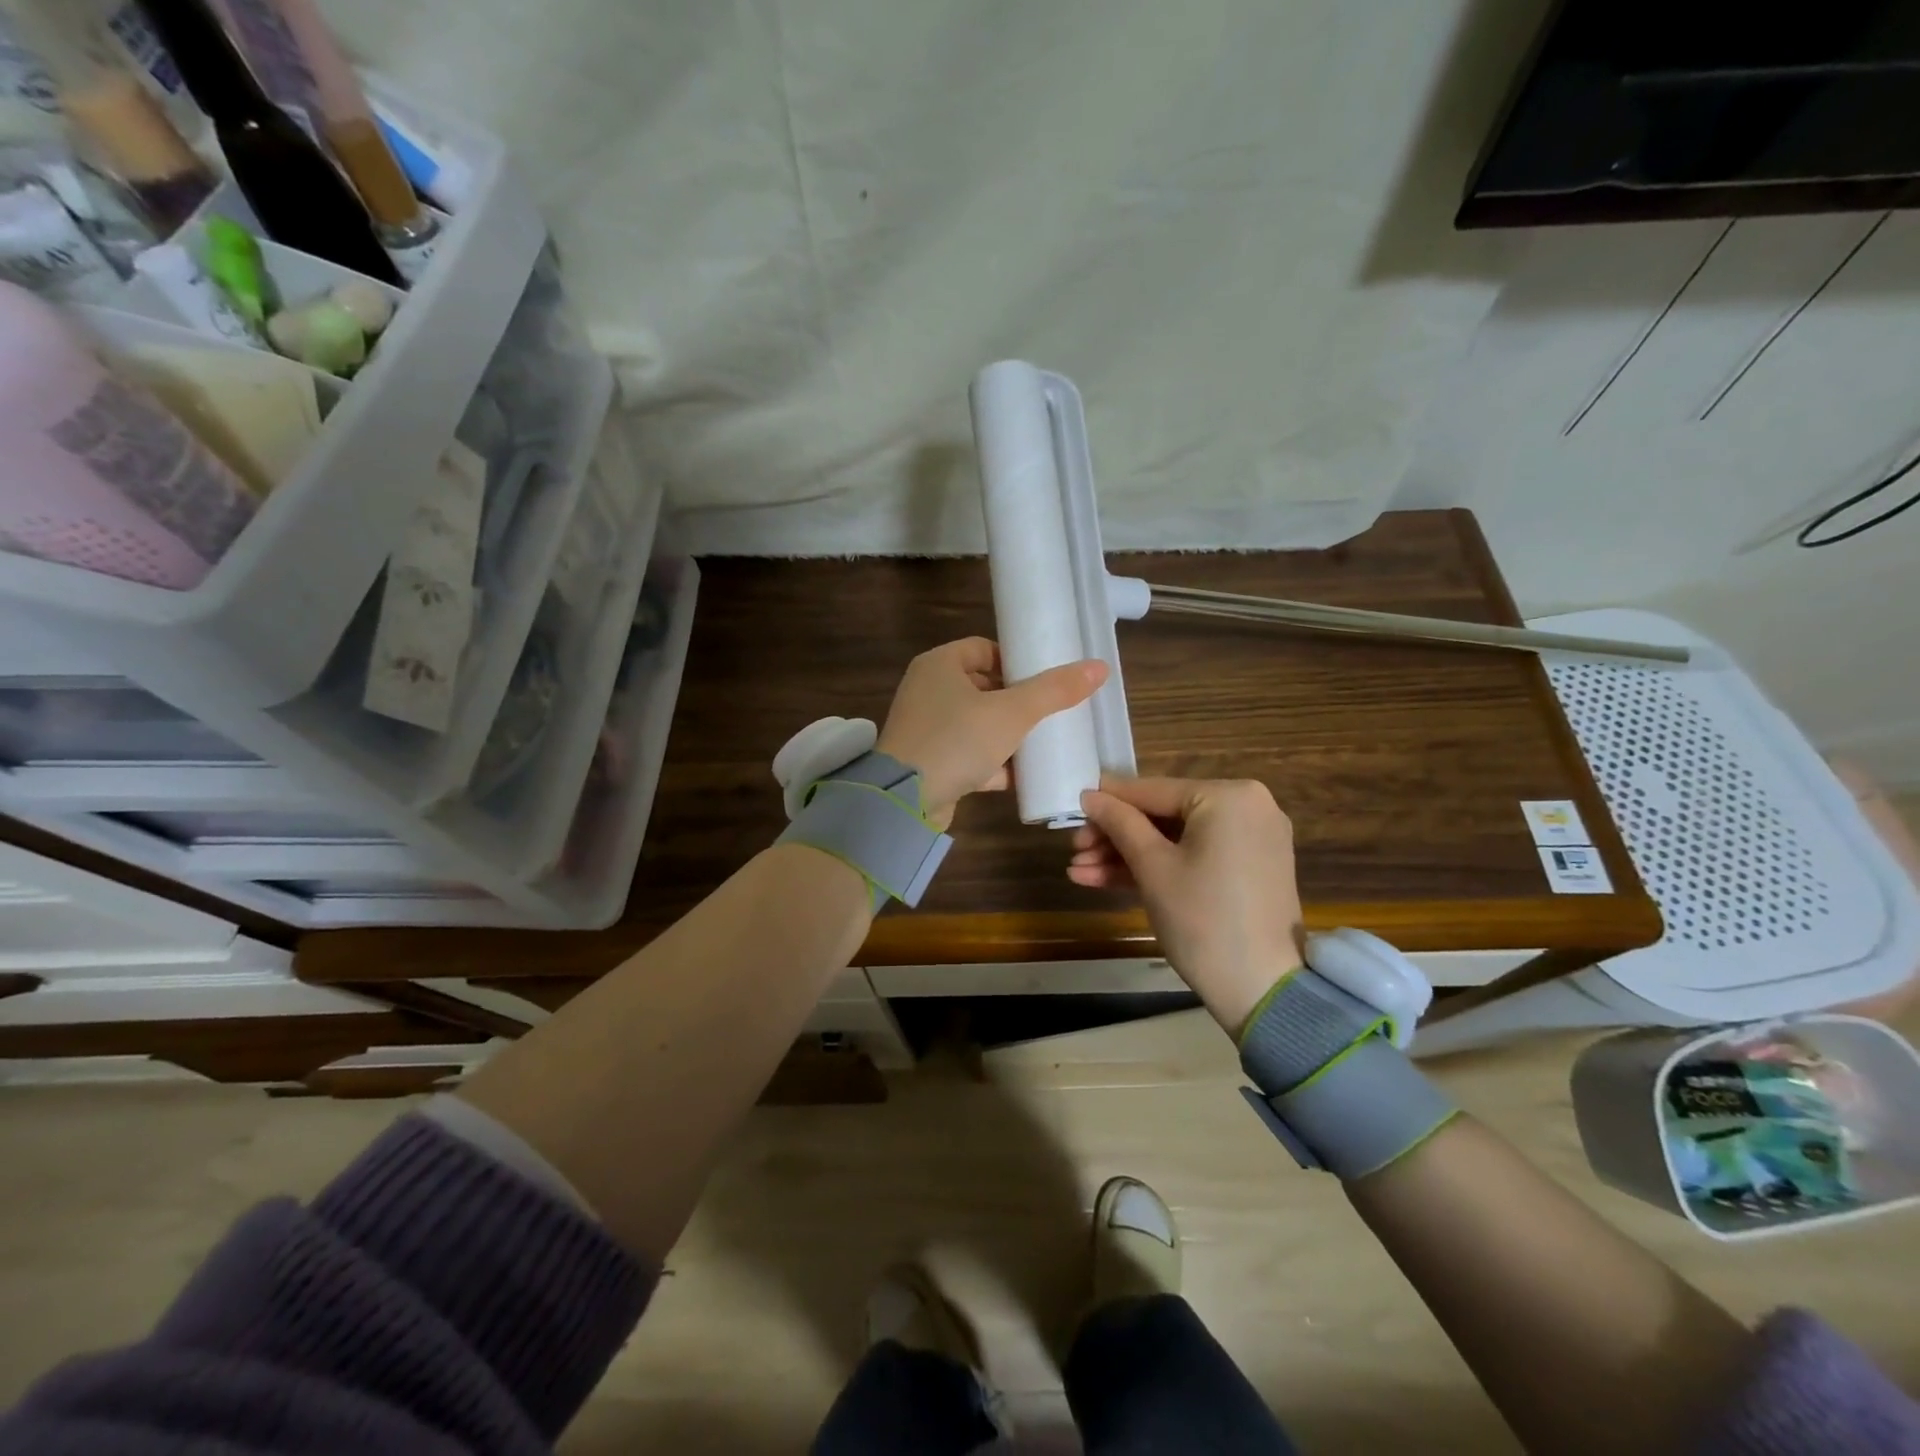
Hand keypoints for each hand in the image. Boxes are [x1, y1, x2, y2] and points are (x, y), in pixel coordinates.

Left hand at [877, 637, 1105, 828]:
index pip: (984, 649)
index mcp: (940, 665)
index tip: (1045, 679)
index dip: (1016, 661)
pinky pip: (968, 755)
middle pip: (982, 687)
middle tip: (1051, 711)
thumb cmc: (957, 740)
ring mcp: (927, 728)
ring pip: (977, 723)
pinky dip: (993, 763)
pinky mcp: (929, 762)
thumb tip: (1099, 667)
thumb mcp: (1012, 712)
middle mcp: (928, 691)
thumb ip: (1054, 691)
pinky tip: (1023, 775)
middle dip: (1017, 701)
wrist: (906, 801)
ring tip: (1044, 742)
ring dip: (1007, 734)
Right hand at [1072, 776, 1304, 1033]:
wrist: (1262, 990)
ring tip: (1079, 872)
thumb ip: (1119, 823)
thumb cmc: (1202, 918)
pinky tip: (1106, 880)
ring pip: (1174, 840)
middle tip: (1074, 851)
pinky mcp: (1247, 870)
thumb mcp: (1152, 867)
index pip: (1153, 791)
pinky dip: (1157, 868)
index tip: (1072, 806)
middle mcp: (1247, 808)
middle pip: (1162, 816)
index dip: (1108, 801)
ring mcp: (1249, 841)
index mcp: (1229, 796)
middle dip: (1114, 837)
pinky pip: (1194, 857)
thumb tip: (1090, 794)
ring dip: (1127, 856)